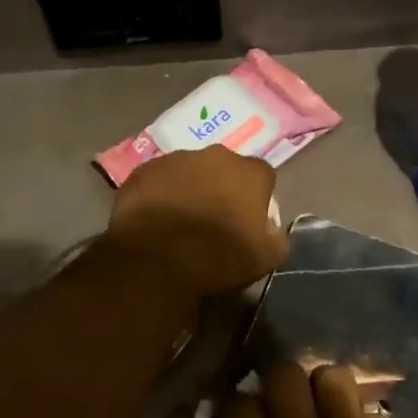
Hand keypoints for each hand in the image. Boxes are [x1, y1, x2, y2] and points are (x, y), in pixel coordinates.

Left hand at [106, 148, 287, 299]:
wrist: (157, 261)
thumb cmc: (219, 258)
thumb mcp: (266, 259)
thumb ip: (276, 238)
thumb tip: (271, 231)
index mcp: (249, 172)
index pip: (263, 177)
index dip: (257, 198)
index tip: (249, 221)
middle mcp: (214, 156)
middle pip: (224, 169)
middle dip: (221, 188)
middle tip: (213, 220)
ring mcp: (174, 160)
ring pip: (188, 171)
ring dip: (188, 189)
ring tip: (179, 222)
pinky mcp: (141, 172)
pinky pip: (157, 181)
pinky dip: (158, 196)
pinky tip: (154, 221)